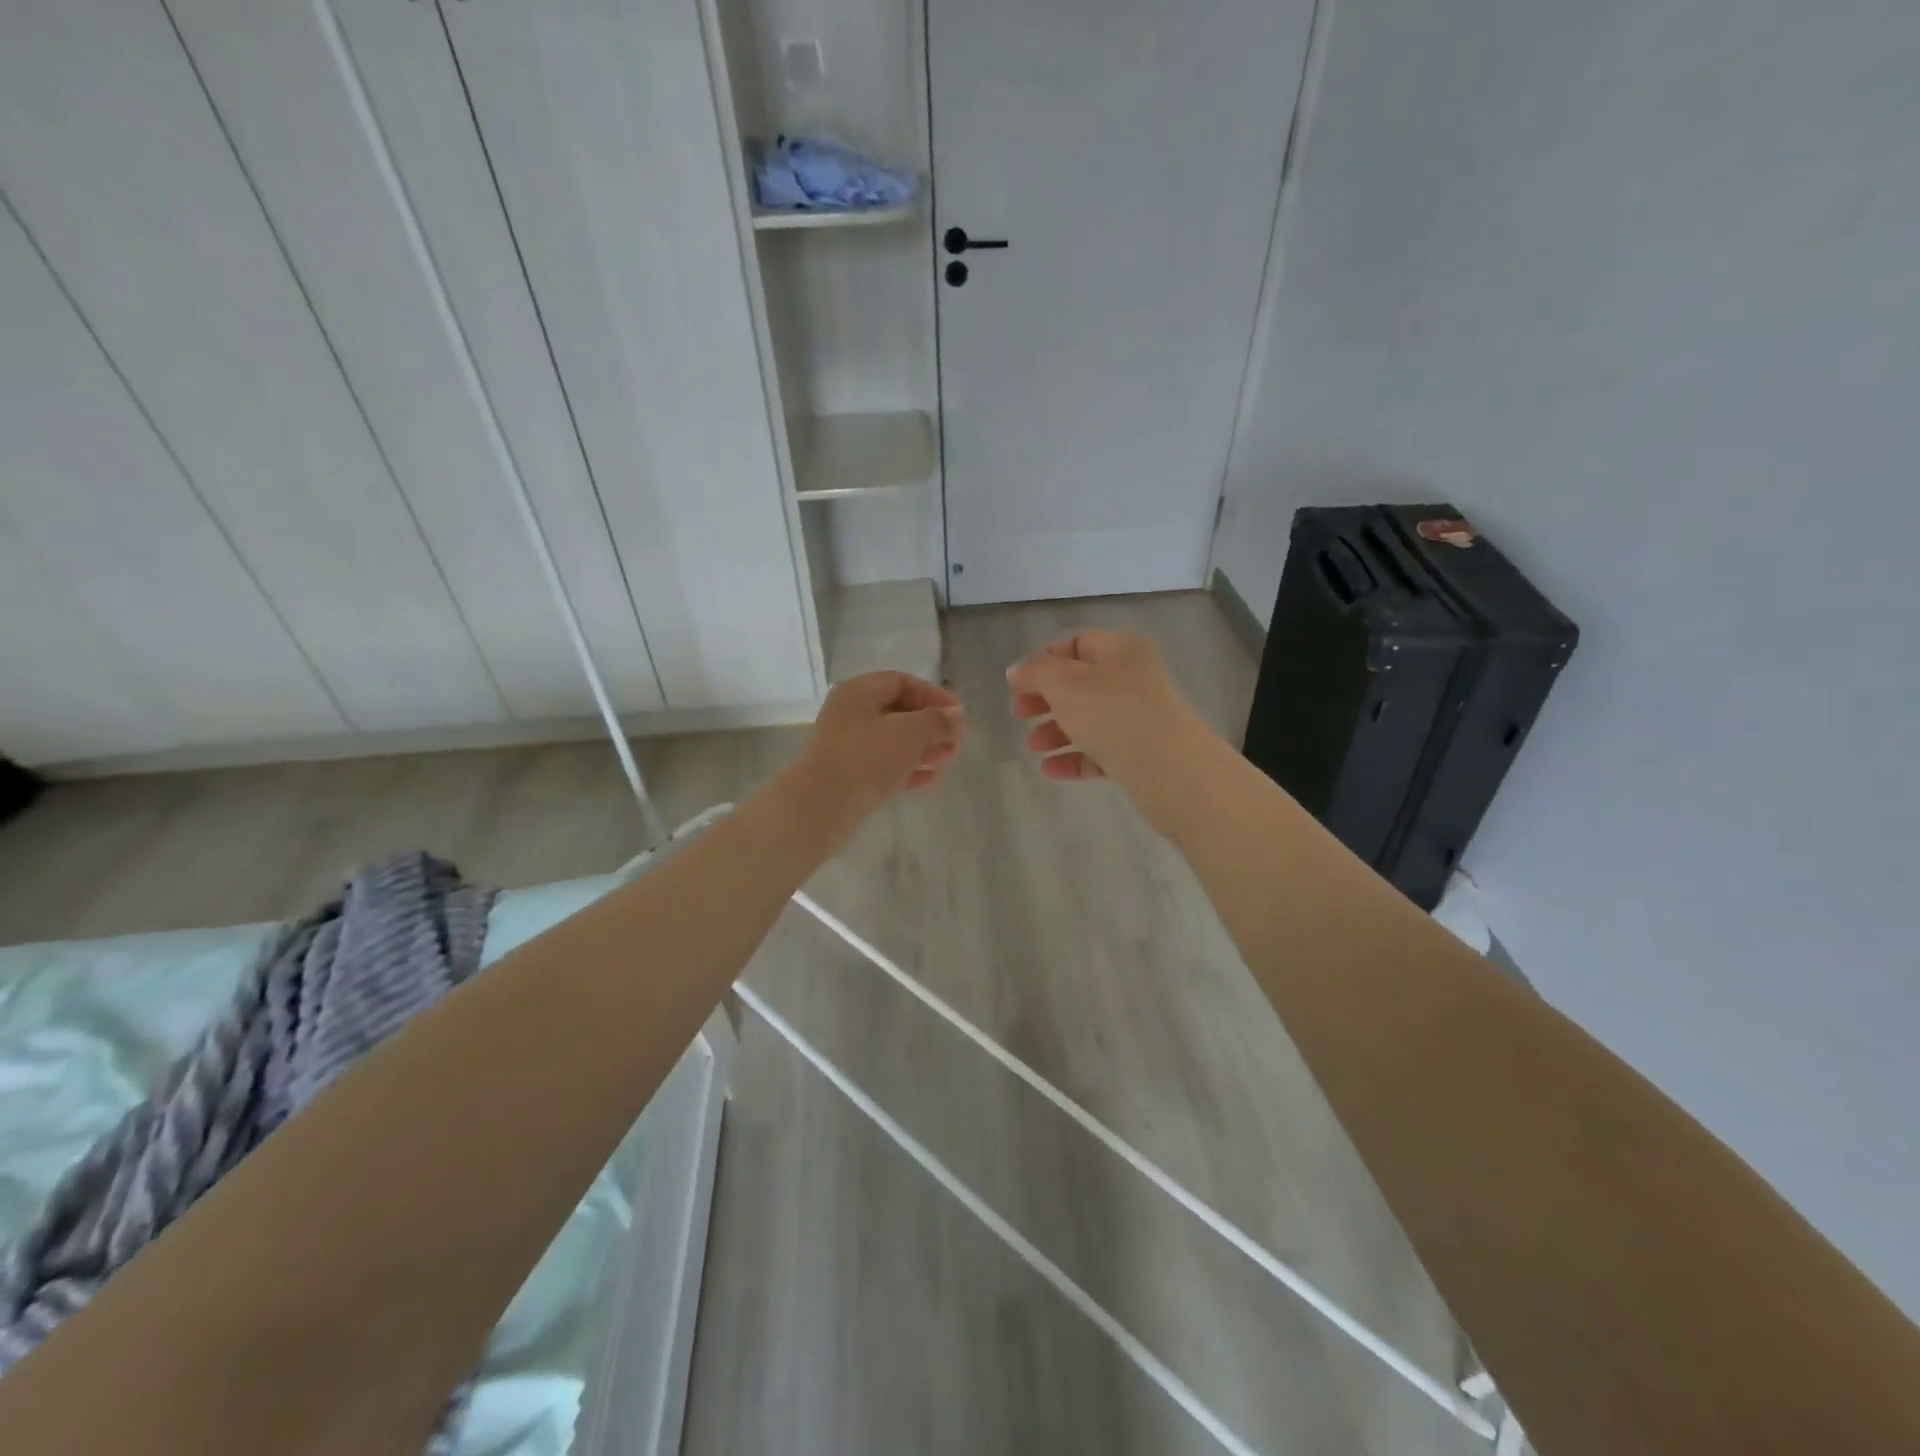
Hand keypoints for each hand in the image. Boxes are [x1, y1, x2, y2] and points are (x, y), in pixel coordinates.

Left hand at [794, 671, 964, 830]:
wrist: (824, 805)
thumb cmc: (868, 757)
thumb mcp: (911, 732)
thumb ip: (937, 720)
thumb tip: (955, 715)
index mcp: (859, 692)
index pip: (902, 682)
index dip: (934, 695)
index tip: (959, 715)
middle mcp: (849, 714)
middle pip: (898, 711)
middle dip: (931, 725)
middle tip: (956, 741)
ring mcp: (846, 746)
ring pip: (892, 740)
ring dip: (923, 747)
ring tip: (948, 759)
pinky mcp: (848, 775)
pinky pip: (883, 765)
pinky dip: (908, 768)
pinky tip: (931, 778)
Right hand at [1007, 630, 1208, 799]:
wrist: (1169, 769)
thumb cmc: (1113, 714)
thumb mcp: (1065, 685)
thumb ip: (1036, 674)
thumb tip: (1017, 670)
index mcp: (1121, 650)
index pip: (1076, 643)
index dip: (1044, 661)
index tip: (1018, 685)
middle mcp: (1134, 678)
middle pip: (1080, 683)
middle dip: (1045, 700)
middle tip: (1020, 715)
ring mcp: (1139, 717)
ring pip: (1089, 719)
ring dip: (1056, 731)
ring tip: (1033, 747)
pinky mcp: (1141, 752)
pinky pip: (1100, 750)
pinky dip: (1074, 757)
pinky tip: (1050, 769)